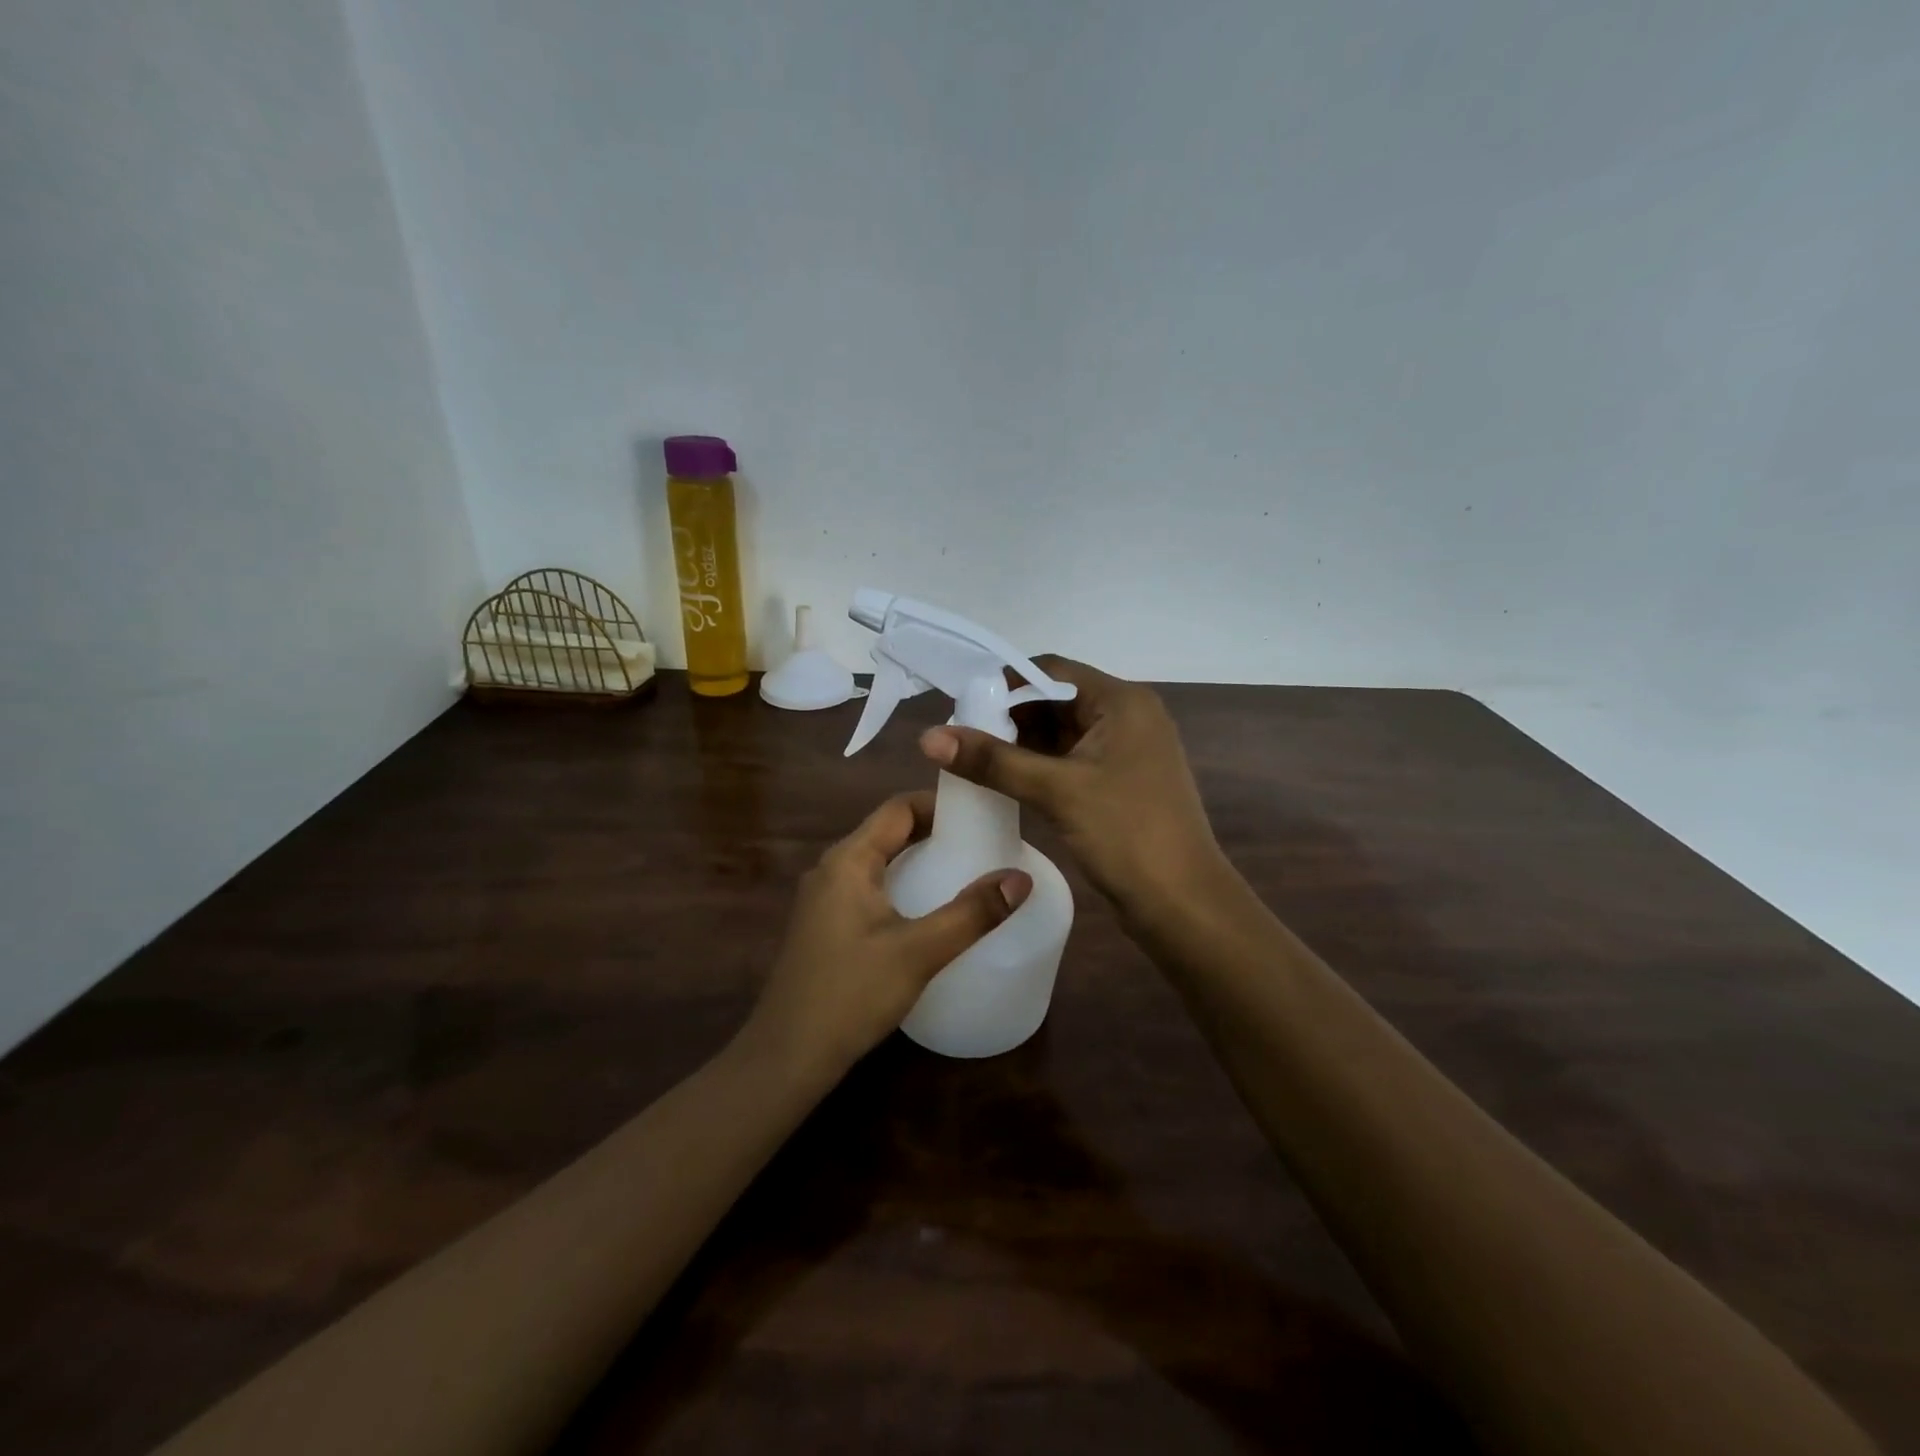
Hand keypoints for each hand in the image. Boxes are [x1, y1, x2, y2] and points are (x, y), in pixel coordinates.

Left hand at [741, 792, 1031, 1083]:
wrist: (787, 1057)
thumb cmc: (851, 994)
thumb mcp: (919, 952)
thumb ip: (972, 914)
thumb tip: (1021, 878)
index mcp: (848, 860)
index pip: (898, 808)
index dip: (940, 804)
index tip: (982, 813)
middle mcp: (830, 869)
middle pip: (887, 832)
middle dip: (933, 832)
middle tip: (981, 843)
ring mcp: (822, 900)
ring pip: (877, 862)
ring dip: (916, 859)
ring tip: (962, 871)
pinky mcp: (823, 927)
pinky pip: (867, 888)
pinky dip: (900, 885)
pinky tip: (925, 911)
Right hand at [919, 656, 1224, 922]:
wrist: (1182, 903)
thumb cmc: (1126, 833)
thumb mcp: (1056, 790)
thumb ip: (993, 761)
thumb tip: (928, 736)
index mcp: (1122, 702)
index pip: (1053, 670)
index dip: (1006, 683)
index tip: (963, 705)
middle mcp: (1127, 717)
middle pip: (1056, 700)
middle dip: (1010, 716)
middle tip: (962, 737)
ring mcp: (1125, 753)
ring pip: (1062, 733)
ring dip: (1021, 744)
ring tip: (974, 761)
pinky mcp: (1119, 784)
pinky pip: (1070, 762)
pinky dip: (1039, 767)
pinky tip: (1004, 783)